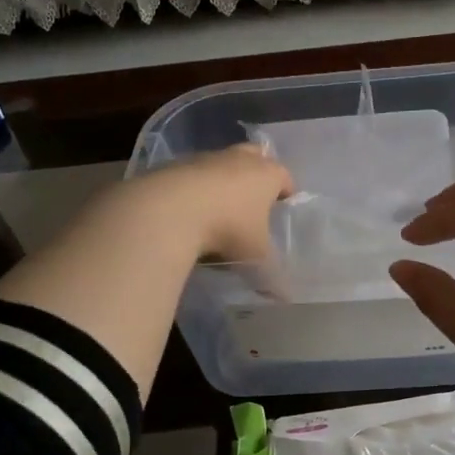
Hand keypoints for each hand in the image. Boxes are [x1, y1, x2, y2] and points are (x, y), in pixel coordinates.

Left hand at [133, 143, 293, 262]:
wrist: (168, 212)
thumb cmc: (228, 230)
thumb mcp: (255, 258)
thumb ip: (272, 277)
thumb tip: (285, 298)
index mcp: (267, 175)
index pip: (285, 177)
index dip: (286, 191)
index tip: (284, 206)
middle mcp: (238, 160)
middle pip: (255, 156)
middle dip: (257, 171)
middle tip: (254, 196)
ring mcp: (205, 159)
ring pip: (221, 163)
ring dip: (223, 179)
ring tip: (219, 207)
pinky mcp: (174, 166)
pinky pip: (192, 175)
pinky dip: (195, 188)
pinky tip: (189, 210)